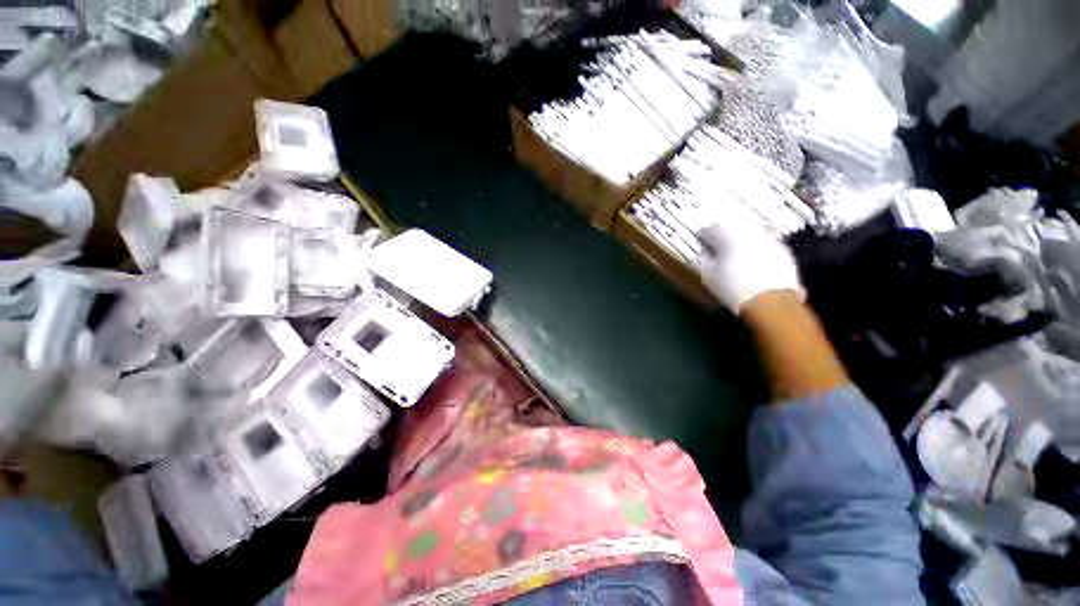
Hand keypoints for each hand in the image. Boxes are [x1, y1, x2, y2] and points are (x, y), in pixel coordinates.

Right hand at [697, 219, 803, 313]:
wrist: (772, 304)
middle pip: (736, 225)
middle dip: (725, 231)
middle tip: (718, 239)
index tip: (701, 237)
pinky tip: (753, 257)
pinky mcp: (783, 252)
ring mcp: (770, 242)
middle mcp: (753, 235)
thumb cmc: (736, 291)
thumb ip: (706, 260)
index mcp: (731, 240)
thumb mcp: (711, 278)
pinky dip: (757, 246)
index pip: (714, 229)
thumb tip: (705, 252)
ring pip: (753, 232)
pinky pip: (766, 243)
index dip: (705, 232)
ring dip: (742, 237)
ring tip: (735, 248)